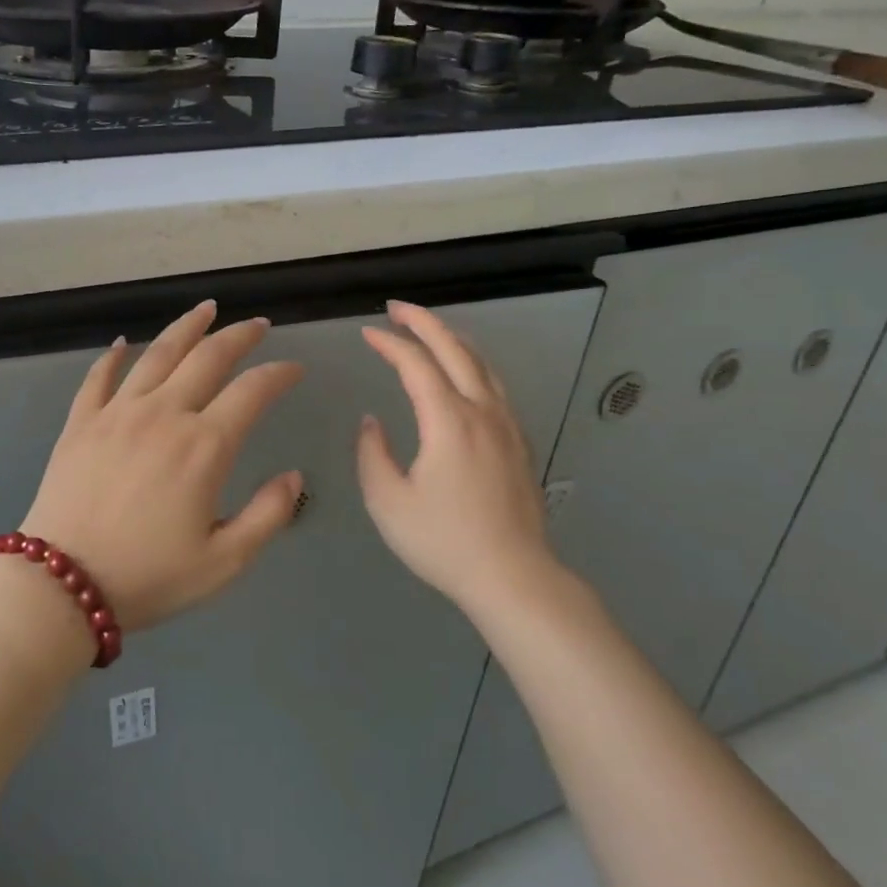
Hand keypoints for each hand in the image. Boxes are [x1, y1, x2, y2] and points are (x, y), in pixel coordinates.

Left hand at [19, 300, 304, 630]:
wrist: (62, 586)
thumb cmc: (149, 577)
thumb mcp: (224, 561)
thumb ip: (268, 514)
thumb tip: (294, 476)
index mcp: (204, 446)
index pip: (252, 391)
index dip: (279, 374)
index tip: (295, 369)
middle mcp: (163, 414)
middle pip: (207, 358)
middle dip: (238, 336)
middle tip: (257, 324)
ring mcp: (117, 413)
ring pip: (157, 354)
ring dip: (185, 327)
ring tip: (205, 309)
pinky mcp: (81, 423)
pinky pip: (98, 377)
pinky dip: (113, 356)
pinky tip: (122, 344)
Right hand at [356, 300, 567, 616]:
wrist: (513, 577)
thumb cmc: (444, 542)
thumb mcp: (388, 502)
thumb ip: (372, 454)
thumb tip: (373, 422)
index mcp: (448, 421)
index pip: (416, 364)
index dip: (390, 343)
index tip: (366, 333)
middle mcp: (482, 411)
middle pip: (455, 349)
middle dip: (424, 322)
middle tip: (396, 309)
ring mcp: (507, 425)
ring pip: (482, 364)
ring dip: (453, 339)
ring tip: (430, 330)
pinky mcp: (519, 442)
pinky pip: (495, 385)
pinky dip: (473, 363)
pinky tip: (465, 373)